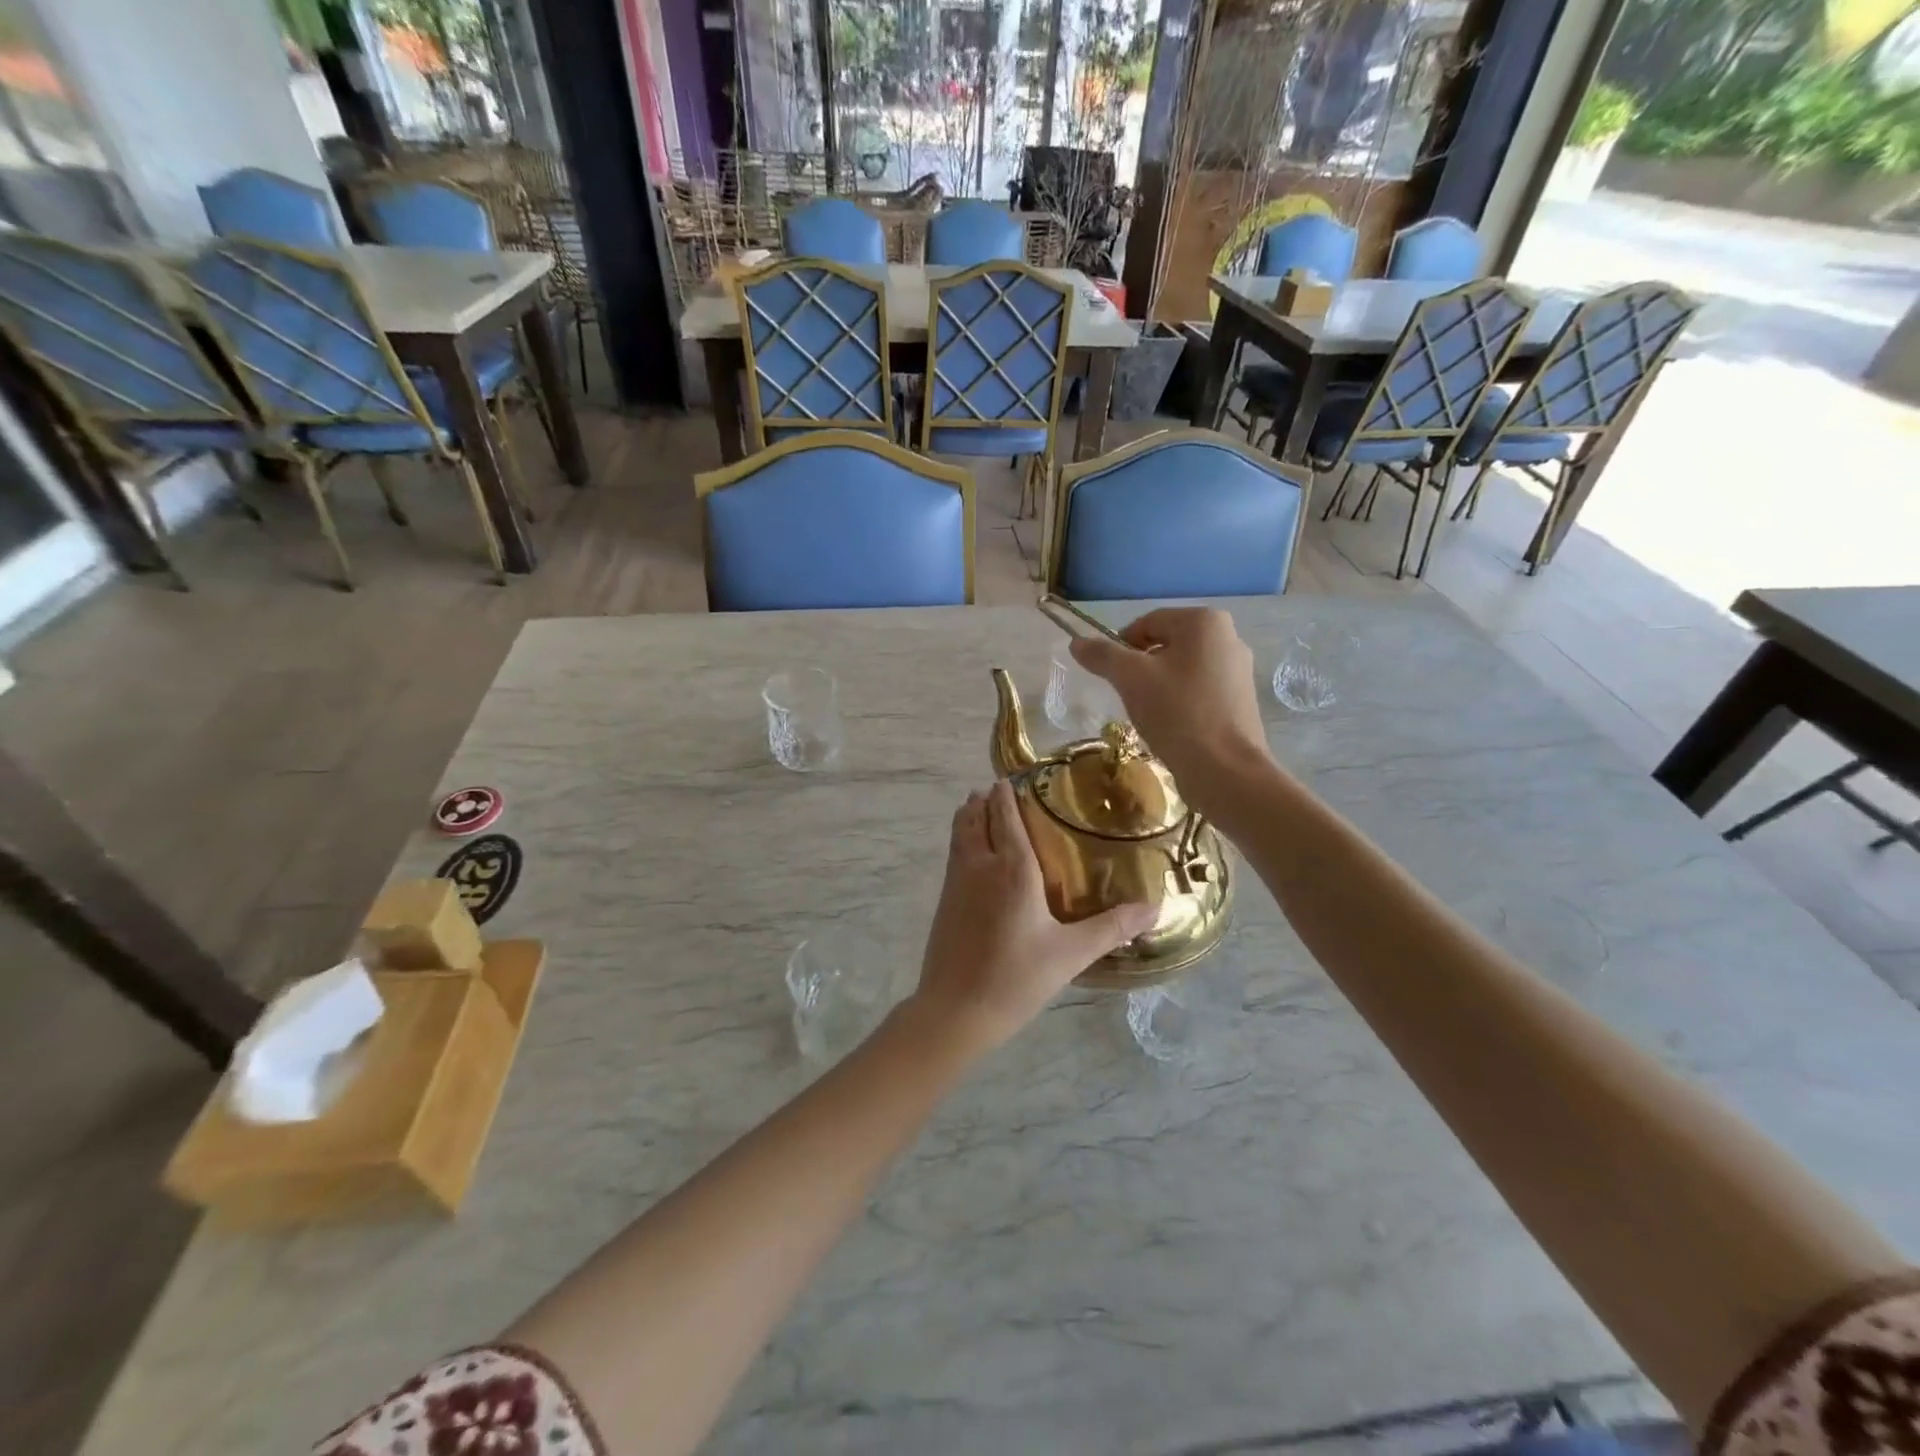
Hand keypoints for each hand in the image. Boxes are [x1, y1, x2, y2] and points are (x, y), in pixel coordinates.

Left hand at [911, 781, 1154, 1055]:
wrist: (955, 1011)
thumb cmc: (1016, 978)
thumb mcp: (1071, 954)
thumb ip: (1112, 927)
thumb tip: (1154, 908)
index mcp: (1012, 869)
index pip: (1006, 817)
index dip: (1007, 795)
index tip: (1012, 778)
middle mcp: (980, 865)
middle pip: (976, 817)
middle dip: (985, 800)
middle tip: (1000, 791)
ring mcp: (956, 882)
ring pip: (960, 834)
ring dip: (969, 816)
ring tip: (980, 808)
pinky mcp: (944, 901)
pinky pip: (953, 854)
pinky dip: (962, 839)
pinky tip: (972, 854)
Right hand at [1068, 608, 1272, 808]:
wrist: (1225, 770)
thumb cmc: (1178, 713)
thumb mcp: (1130, 679)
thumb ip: (1102, 655)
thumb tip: (1076, 643)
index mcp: (1204, 621)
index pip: (1146, 623)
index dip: (1121, 647)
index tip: (1112, 677)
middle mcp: (1229, 637)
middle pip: (1165, 645)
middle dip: (1141, 669)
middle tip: (1129, 697)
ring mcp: (1239, 670)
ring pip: (1181, 669)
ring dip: (1159, 687)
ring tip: (1150, 715)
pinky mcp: (1241, 700)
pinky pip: (1199, 690)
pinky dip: (1180, 702)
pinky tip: (1173, 726)